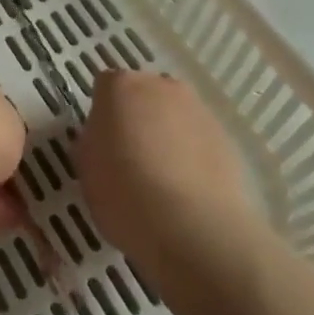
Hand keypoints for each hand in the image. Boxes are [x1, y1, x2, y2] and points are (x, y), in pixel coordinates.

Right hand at [76, 70, 257, 271]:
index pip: (104, 87)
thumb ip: (92, 143)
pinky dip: (193, 157)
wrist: (194, 229)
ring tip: (163, 181)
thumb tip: (102, 140)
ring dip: (167, 136)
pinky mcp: (226, 138)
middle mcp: (160, 85)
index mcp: (120, 86)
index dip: (102, 115)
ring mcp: (197, 109)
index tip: (101, 144)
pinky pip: (199, 140)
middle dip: (136, 118)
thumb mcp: (87, 170)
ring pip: (174, 116)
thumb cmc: (125, 194)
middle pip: (143, 95)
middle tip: (130, 159)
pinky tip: (189, 192)